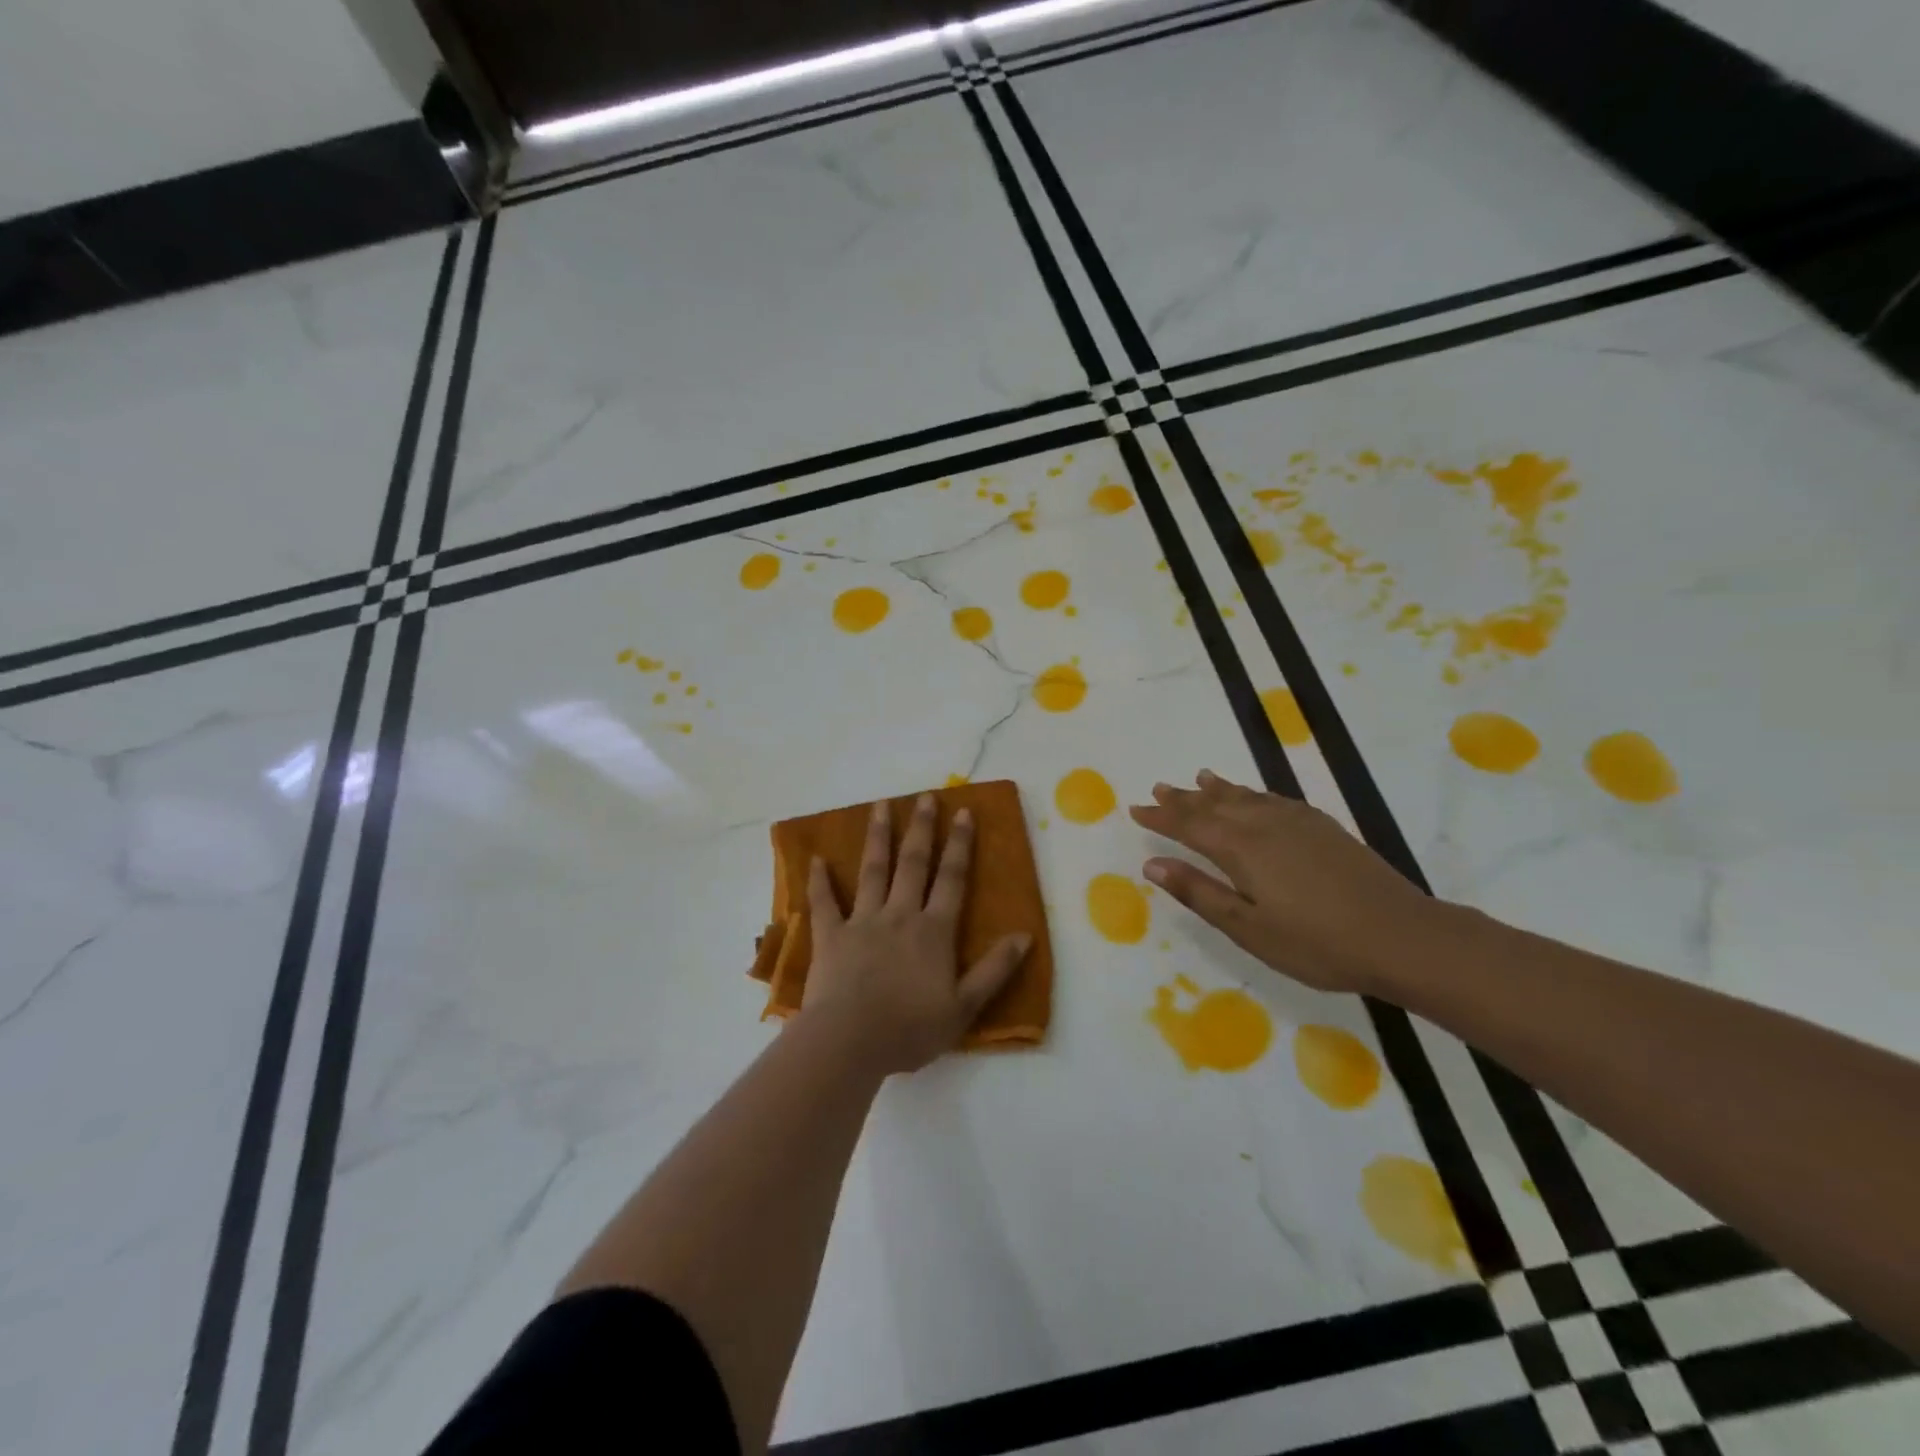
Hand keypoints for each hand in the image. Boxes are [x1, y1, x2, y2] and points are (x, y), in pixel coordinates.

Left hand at [801, 793, 1031, 1074]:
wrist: (850, 1042)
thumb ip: (994, 970)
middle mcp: (899, 915)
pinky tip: (816, 858)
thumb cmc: (910, 1029)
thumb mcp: (964, 1007)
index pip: (951, 878)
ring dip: (877, 837)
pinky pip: (824, 903)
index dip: (960, 845)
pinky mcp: (830, 936)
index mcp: (933, 931)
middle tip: (925, 796)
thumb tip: (1025, 936)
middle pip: (913, 863)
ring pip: (872, 871)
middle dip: (921, 828)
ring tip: (880, 806)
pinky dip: (819, 881)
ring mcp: (862, 922)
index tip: (964, 813)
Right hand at [1128, 770, 1434, 994]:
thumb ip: (1199, 893)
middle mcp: (1263, 825)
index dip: (1161, 817)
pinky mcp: (1322, 826)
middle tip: (1157, 788)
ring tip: (1197, 778)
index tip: (1135, 809)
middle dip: (1182, 798)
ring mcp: (1297, 821)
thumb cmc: (1317, 943)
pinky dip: (1251, 792)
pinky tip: (1252, 796)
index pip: (1189, 826)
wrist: (1402, 936)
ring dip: (1216, 789)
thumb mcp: (1248, 928)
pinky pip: (1273, 798)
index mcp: (1241, 849)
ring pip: (1244, 797)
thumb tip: (1152, 863)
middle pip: (1213, 805)